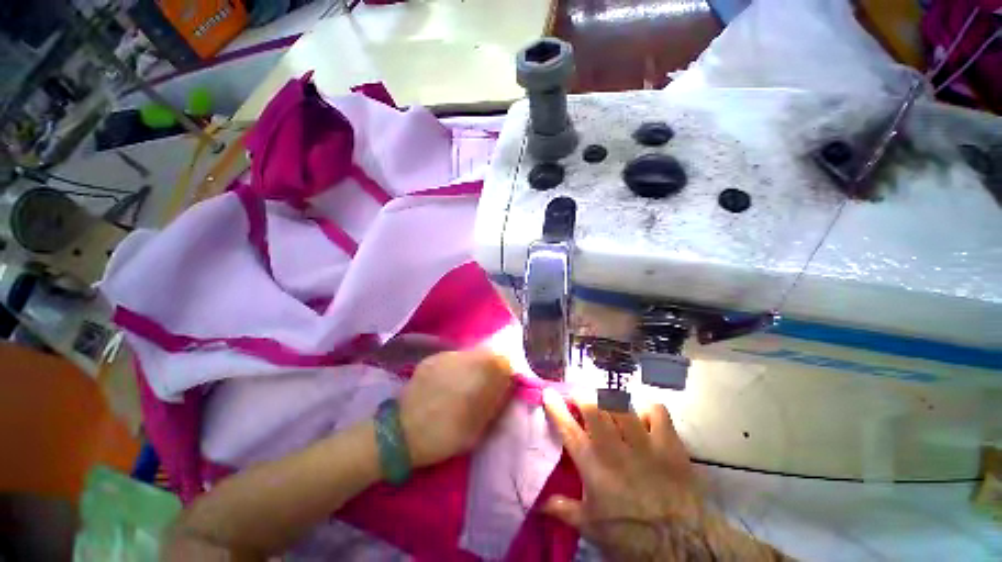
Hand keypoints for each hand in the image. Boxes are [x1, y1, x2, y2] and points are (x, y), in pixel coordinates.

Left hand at [398, 349, 513, 467]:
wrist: (399, 434)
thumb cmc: (441, 437)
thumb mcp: (475, 429)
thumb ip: (495, 402)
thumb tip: (508, 382)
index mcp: (473, 379)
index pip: (500, 361)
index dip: (506, 370)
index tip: (504, 382)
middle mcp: (459, 361)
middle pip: (486, 354)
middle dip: (491, 366)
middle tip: (486, 385)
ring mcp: (443, 358)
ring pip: (469, 354)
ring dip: (475, 365)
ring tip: (468, 384)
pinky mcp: (430, 360)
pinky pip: (453, 358)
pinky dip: (458, 366)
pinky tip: (451, 382)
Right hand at [541, 390, 706, 559]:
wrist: (682, 545)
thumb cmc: (630, 535)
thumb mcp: (591, 527)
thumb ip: (563, 510)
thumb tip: (537, 504)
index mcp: (593, 464)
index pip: (568, 428)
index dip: (556, 407)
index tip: (549, 392)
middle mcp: (614, 446)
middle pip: (594, 406)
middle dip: (582, 395)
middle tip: (580, 397)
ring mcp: (643, 441)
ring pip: (621, 404)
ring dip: (610, 399)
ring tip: (608, 403)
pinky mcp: (668, 442)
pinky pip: (656, 410)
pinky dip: (647, 409)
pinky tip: (643, 417)